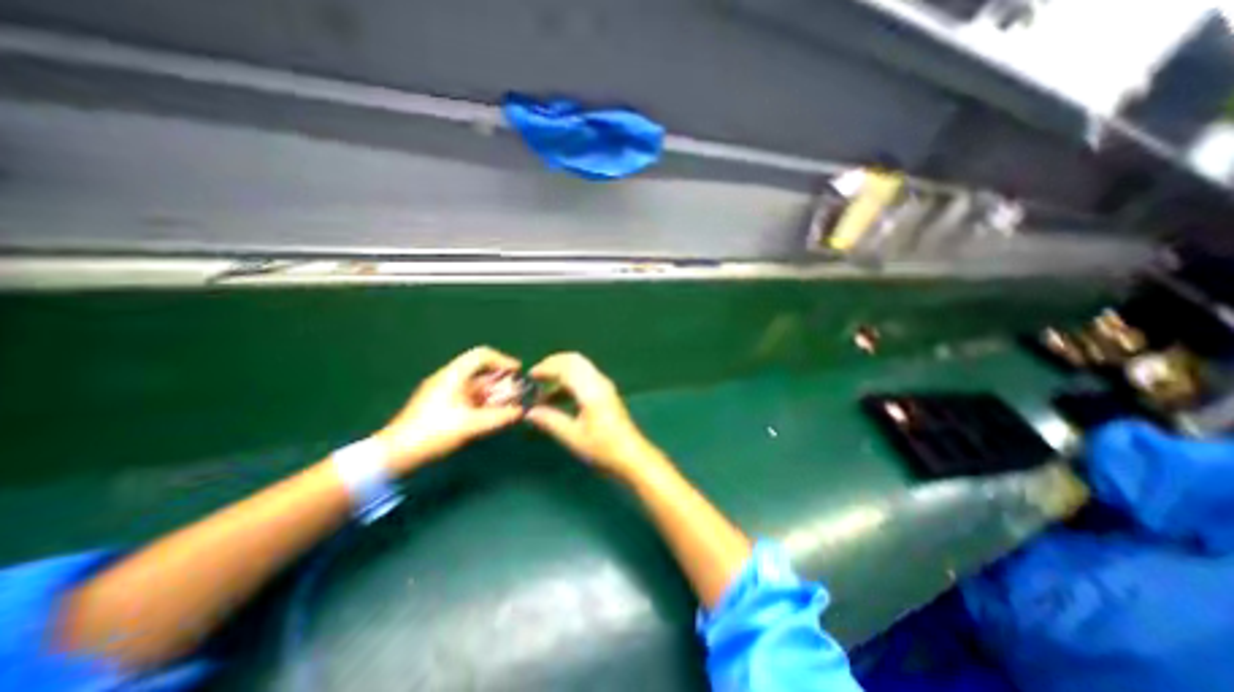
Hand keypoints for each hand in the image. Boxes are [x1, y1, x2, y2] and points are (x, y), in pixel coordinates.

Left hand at [381, 346, 524, 474]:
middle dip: (502, 383)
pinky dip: (485, 404)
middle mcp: (449, 380)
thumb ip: (499, 417)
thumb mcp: (470, 426)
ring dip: (495, 395)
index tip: (518, 373)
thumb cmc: (432, 434)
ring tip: (510, 409)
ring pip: (477, 387)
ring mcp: (445, 393)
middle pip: (482, 372)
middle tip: (517, 396)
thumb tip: (521, 411)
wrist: (395, 455)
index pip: (482, 355)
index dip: (503, 360)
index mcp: (453, 375)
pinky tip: (493, 417)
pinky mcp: (443, 407)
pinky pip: (470, 399)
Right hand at [527, 355, 666, 477]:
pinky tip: (558, 399)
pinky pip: (585, 377)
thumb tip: (530, 412)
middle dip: (554, 364)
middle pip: (575, 360)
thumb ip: (550, 420)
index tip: (530, 376)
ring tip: (543, 393)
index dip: (546, 368)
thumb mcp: (573, 437)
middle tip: (537, 376)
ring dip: (561, 373)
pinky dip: (569, 382)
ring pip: (580, 368)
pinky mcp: (606, 393)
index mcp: (591, 390)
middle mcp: (599, 382)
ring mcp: (604, 386)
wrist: (632, 456)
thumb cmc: (603, 448)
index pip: (566, 368)